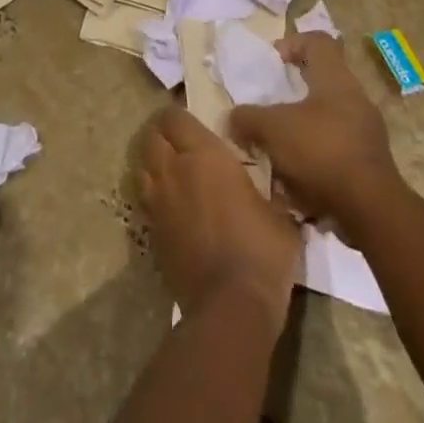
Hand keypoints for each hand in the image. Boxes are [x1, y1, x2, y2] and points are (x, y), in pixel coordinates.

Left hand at [135, 106, 300, 323]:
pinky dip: (152, 193)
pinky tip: (170, 204)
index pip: (175, 117)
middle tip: (181, 142)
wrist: (231, 307)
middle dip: (162, 134)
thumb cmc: (260, 251)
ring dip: (153, 161)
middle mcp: (173, 170)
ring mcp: (158, 201)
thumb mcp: (280, 214)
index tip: (194, 121)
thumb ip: (271, 189)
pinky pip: (145, 199)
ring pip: (142, 165)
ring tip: (171, 169)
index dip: (179, 115)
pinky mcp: (151, 232)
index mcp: (203, 155)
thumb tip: (276, 184)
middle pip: (152, 136)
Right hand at [229, 33, 399, 235]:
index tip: (274, 61)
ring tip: (279, 147)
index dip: (294, 43)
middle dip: (294, 93)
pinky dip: (316, 157)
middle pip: (323, 80)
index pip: (319, 41)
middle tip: (271, 107)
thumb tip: (233, 118)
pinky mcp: (371, 163)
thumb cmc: (320, 150)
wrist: (372, 209)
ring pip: (329, 117)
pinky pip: (337, 148)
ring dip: (303, 128)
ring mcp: (367, 132)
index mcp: (336, 78)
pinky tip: (297, 178)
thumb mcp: (271, 128)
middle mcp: (356, 98)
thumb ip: (248, 118)